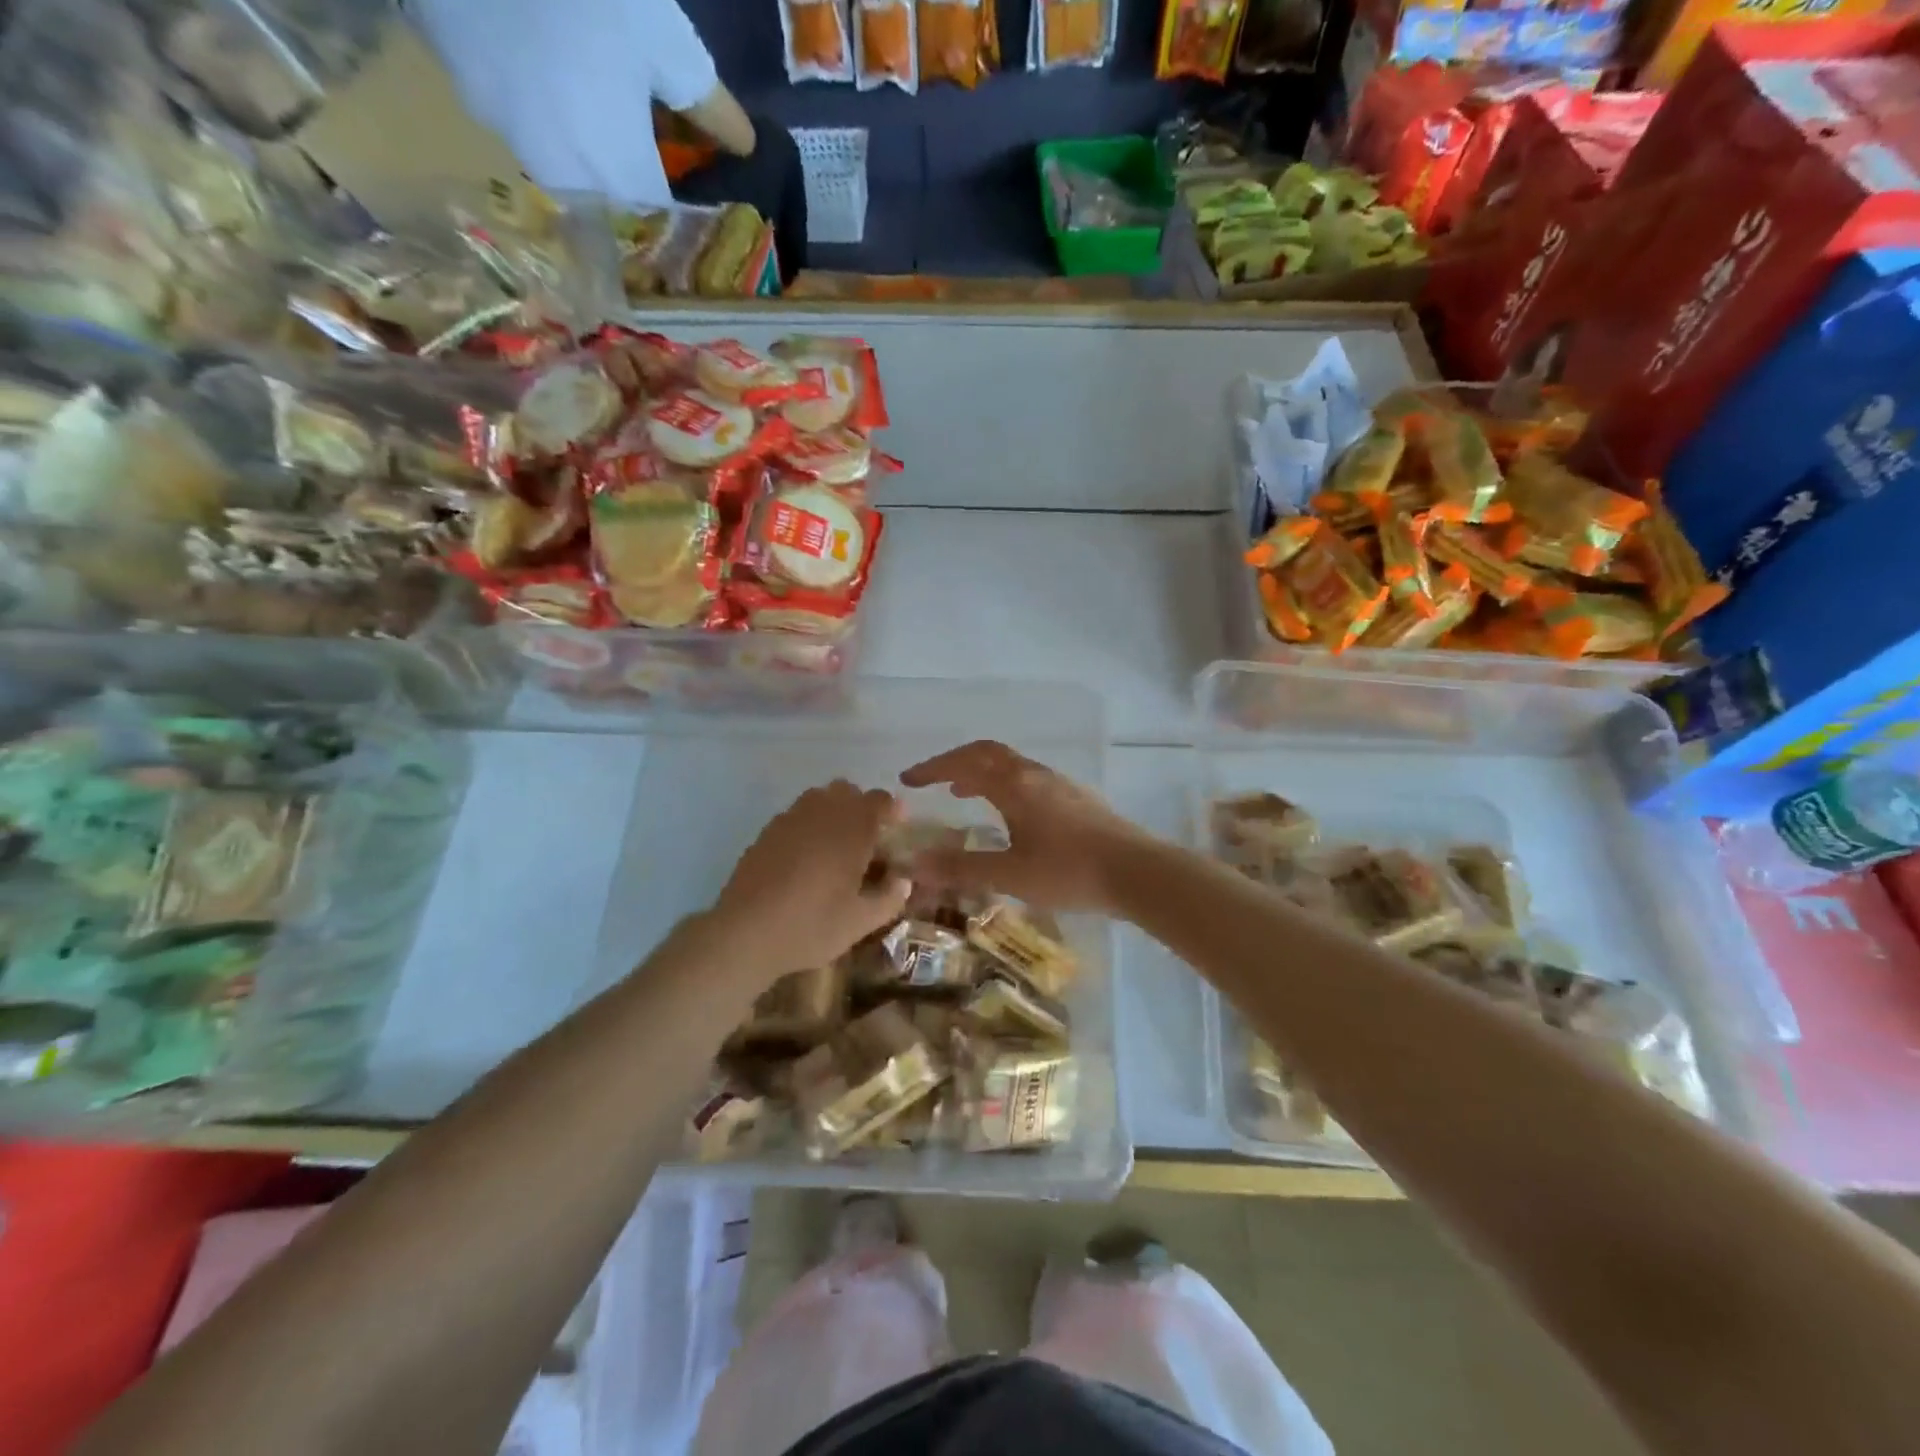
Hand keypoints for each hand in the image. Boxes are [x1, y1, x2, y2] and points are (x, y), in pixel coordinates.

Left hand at [708, 781, 910, 980]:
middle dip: (861, 807)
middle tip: (867, 839)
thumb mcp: (861, 922)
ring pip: (818, 798)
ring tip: (835, 846)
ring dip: (833, 812)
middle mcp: (822, 813)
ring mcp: (789, 819)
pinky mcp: (765, 833)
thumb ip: (889, 898)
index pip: (879, 800)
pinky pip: (795, 816)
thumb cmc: (811, 925)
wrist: (744, 933)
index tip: (897, 828)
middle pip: (847, 791)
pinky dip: (807, 826)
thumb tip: (903, 881)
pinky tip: (804, 859)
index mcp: (851, 828)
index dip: (892, 809)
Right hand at [898, 741, 1144, 911]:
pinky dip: (1005, 785)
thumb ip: (962, 868)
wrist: (1137, 872)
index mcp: (1014, 786)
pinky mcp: (1077, 799)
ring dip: (982, 773)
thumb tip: (914, 865)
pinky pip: (1029, 779)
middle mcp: (1035, 775)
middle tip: (934, 782)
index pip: (965, 763)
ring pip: (1012, 766)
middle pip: (989, 754)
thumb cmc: (1069, 871)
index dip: (933, 768)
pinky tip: (1010, 814)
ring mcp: (1059, 784)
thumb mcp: (1010, 874)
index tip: (907, 779)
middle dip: (956, 763)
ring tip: (964, 794)